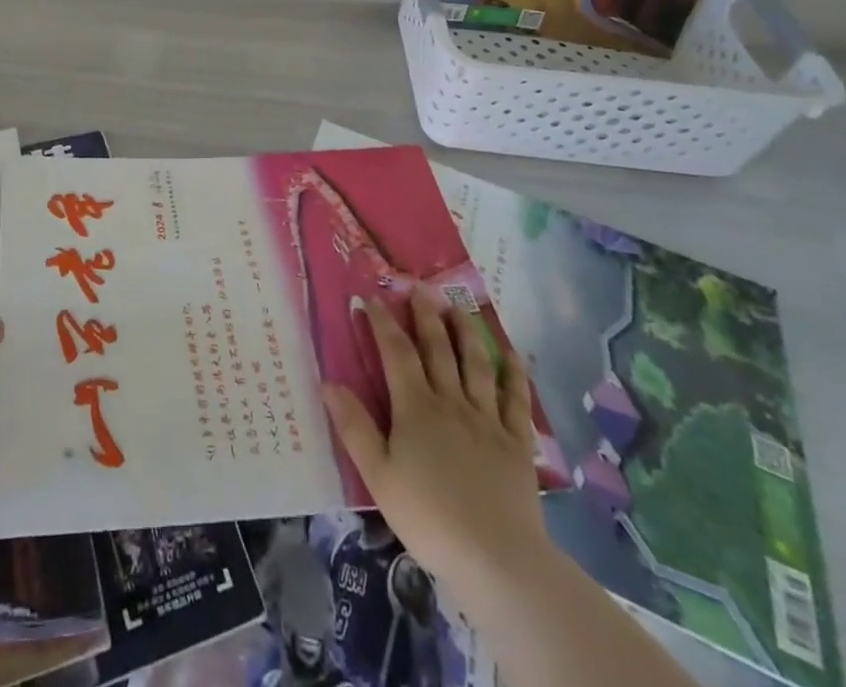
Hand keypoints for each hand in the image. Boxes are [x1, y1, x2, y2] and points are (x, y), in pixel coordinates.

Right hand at [323, 284, 547, 589]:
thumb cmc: (429, 518)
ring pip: (476, 364)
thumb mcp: (379, 476)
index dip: (382, 322)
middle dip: (426, 314)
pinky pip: (515, 399)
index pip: (396, 352)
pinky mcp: (516, 442)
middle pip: (438, 348)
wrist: (497, 560)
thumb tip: (328, 382)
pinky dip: (513, 373)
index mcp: (416, 408)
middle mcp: (451, 401)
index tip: (371, 298)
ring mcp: (487, 419)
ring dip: (466, 331)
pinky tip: (512, 354)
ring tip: (459, 306)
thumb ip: (355, 427)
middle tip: (419, 286)